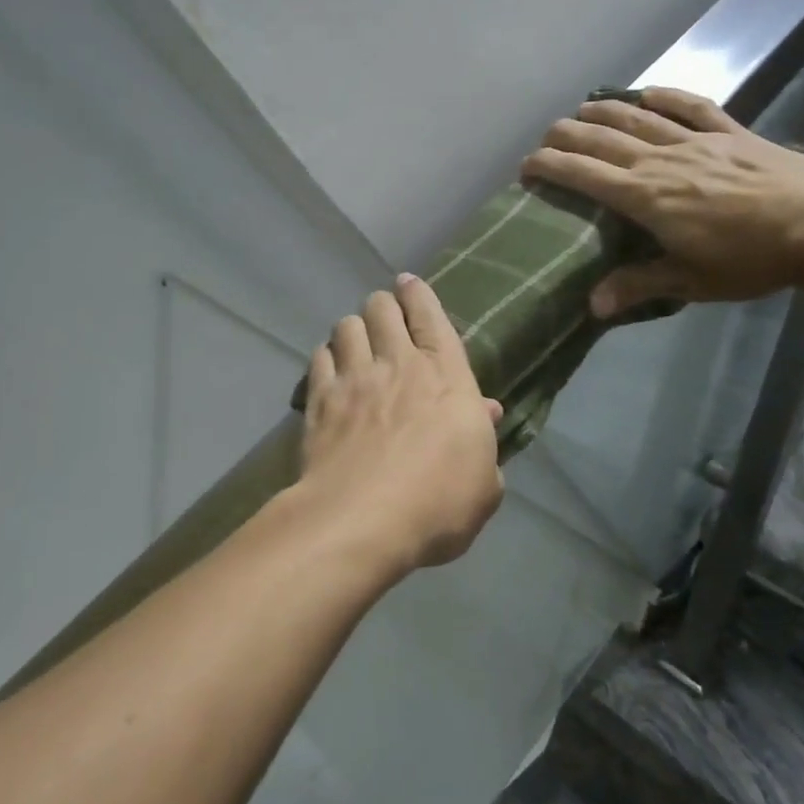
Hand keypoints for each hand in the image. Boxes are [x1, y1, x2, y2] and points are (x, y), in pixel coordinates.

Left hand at [298, 276, 505, 573]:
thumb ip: (482, 441)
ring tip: (355, 344)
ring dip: (353, 329)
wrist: (363, 520)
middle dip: (383, 306)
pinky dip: (326, 358)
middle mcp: (398, 364)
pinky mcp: (320, 399)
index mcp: (446, 377)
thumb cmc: (437, 505)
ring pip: (346, 325)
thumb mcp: (483, 483)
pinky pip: (319, 358)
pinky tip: (329, 371)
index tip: (408, 283)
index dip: (419, 294)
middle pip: (382, 308)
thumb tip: (484, 412)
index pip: (431, 316)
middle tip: (384, 318)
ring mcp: (354, 378)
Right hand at [520, 87, 803, 315]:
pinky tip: (647, 93)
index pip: (585, 175)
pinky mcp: (730, 132)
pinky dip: (665, 97)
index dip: (551, 166)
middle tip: (546, 138)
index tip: (526, 166)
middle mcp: (662, 160)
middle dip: (567, 135)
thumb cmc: (752, 258)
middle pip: (603, 139)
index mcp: (647, 197)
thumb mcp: (691, 281)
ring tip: (581, 109)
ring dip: (604, 111)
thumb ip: (638, 285)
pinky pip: (690, 107)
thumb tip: (591, 306)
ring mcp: (696, 141)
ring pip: (638, 119)